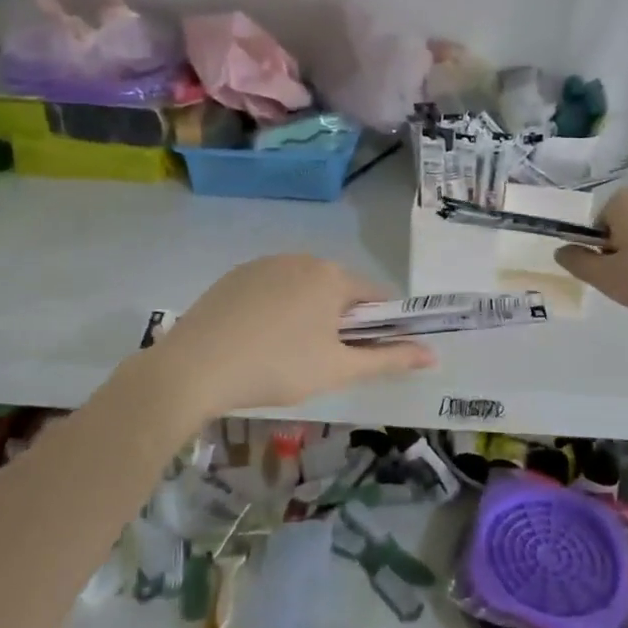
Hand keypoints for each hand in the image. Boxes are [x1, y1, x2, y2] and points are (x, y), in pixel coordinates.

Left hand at [149, 255, 435, 416]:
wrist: (194, 368)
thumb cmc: (278, 368)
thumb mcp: (339, 369)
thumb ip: (389, 359)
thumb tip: (433, 355)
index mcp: (332, 276)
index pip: (375, 296)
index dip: (379, 327)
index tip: (364, 356)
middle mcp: (302, 258)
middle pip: (338, 290)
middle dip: (341, 321)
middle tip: (324, 362)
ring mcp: (264, 264)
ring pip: (303, 289)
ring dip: (309, 315)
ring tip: (288, 355)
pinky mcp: (235, 276)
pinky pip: (272, 290)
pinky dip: (276, 311)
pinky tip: (258, 341)